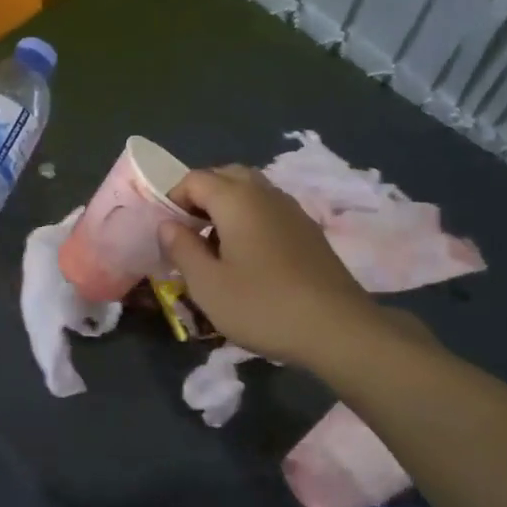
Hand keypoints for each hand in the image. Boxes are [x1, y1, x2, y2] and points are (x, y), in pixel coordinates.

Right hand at [159, 165, 414, 370]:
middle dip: (201, 196)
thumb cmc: (263, 305)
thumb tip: (168, 225)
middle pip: (226, 176)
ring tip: (216, 246)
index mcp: (236, 199)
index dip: (173, 198)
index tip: (167, 231)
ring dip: (226, 207)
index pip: (194, 179)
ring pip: (251, 191)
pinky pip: (269, 210)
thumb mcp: (207, 284)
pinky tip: (248, 258)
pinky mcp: (309, 231)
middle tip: (189, 231)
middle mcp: (265, 194)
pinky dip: (250, 220)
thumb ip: (182, 248)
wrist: (339, 330)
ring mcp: (292, 210)